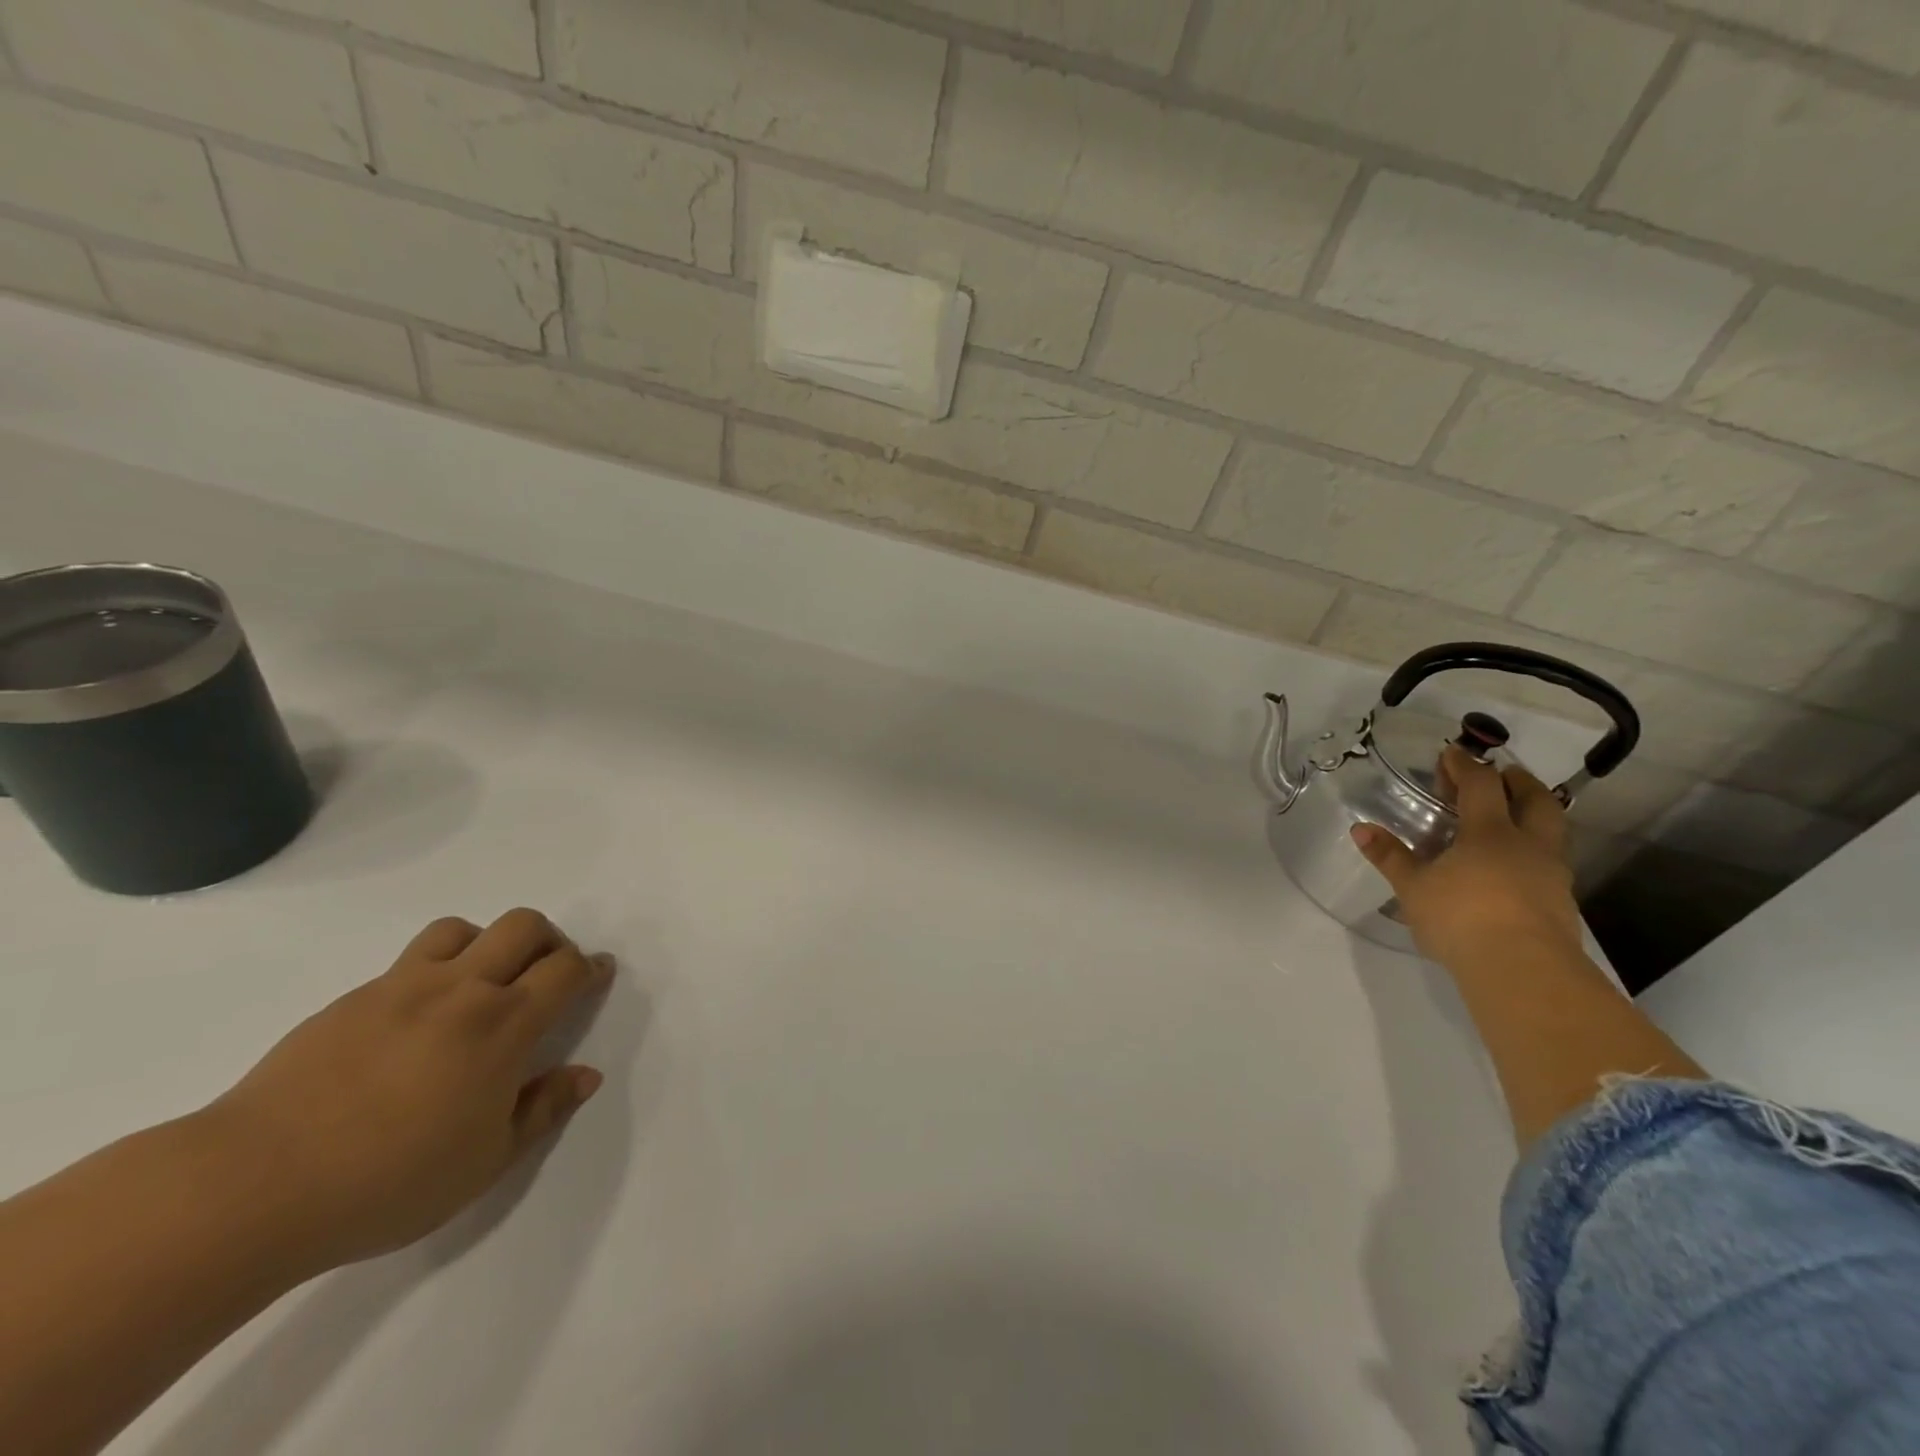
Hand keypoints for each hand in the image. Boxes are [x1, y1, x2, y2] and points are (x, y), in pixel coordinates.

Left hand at [198, 909, 613, 1271]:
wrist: (252, 1185)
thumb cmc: (387, 1182)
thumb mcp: (485, 1162)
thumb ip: (543, 1110)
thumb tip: (586, 1074)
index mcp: (503, 1025)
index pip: (565, 970)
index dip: (590, 967)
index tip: (598, 973)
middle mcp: (461, 990)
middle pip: (523, 926)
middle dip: (548, 940)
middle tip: (546, 974)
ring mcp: (403, 987)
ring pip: (463, 929)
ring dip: (487, 945)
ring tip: (480, 985)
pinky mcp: (353, 998)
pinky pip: (410, 959)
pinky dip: (434, 970)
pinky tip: (417, 1019)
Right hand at [1350, 746, 1583, 969]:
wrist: (1523, 971)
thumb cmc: (1461, 917)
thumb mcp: (1413, 887)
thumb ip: (1391, 857)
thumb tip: (1361, 829)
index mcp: (1490, 832)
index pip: (1481, 786)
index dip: (1466, 765)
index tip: (1452, 752)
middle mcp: (1528, 845)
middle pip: (1535, 800)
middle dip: (1518, 781)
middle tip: (1503, 773)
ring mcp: (1550, 875)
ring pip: (1551, 831)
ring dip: (1534, 814)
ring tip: (1512, 816)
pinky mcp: (1560, 904)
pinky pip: (1549, 862)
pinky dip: (1533, 850)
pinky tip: (1514, 865)